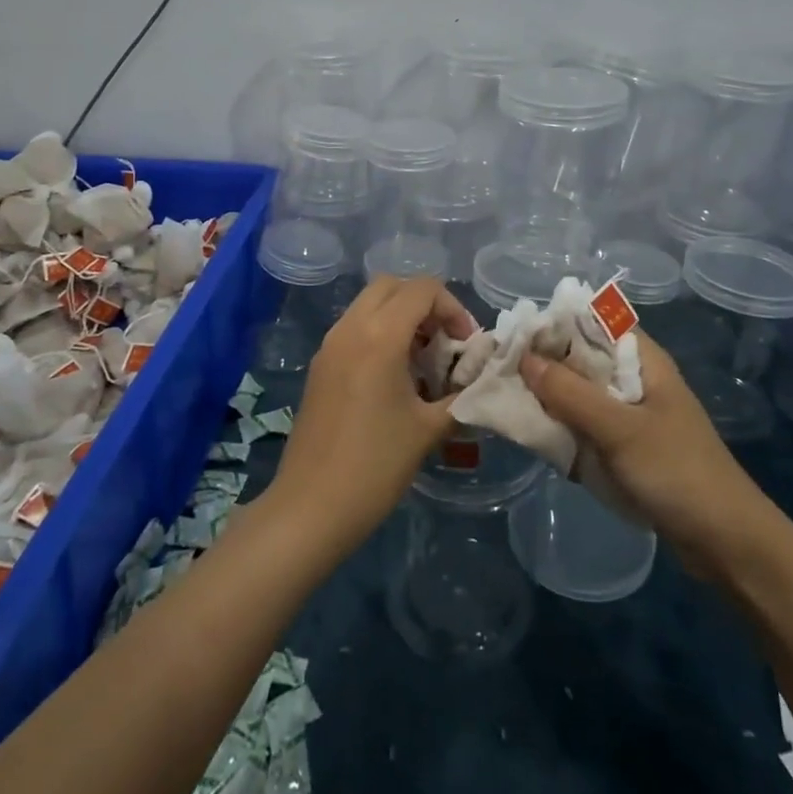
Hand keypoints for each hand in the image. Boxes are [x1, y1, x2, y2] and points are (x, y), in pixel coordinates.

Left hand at [268, 276, 474, 555]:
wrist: (311, 507)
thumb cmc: (375, 465)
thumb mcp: (429, 429)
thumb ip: (462, 396)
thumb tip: (481, 382)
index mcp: (379, 334)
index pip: (422, 289)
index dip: (453, 308)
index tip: (465, 345)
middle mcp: (350, 327)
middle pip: (392, 286)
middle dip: (425, 305)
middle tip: (444, 343)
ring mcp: (329, 345)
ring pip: (370, 304)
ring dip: (401, 318)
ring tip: (423, 362)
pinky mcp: (320, 365)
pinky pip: (354, 328)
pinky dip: (379, 333)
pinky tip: (395, 378)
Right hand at [520, 329, 773, 576]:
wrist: (727, 544)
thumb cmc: (677, 472)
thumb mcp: (619, 430)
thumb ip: (570, 393)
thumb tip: (524, 359)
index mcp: (643, 361)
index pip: (593, 322)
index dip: (555, 324)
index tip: (514, 336)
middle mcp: (635, 380)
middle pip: (582, 358)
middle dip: (545, 364)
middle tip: (502, 372)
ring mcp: (631, 416)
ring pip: (580, 394)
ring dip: (551, 398)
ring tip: (509, 402)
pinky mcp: (626, 448)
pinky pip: (586, 426)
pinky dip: (563, 427)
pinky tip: (536, 435)